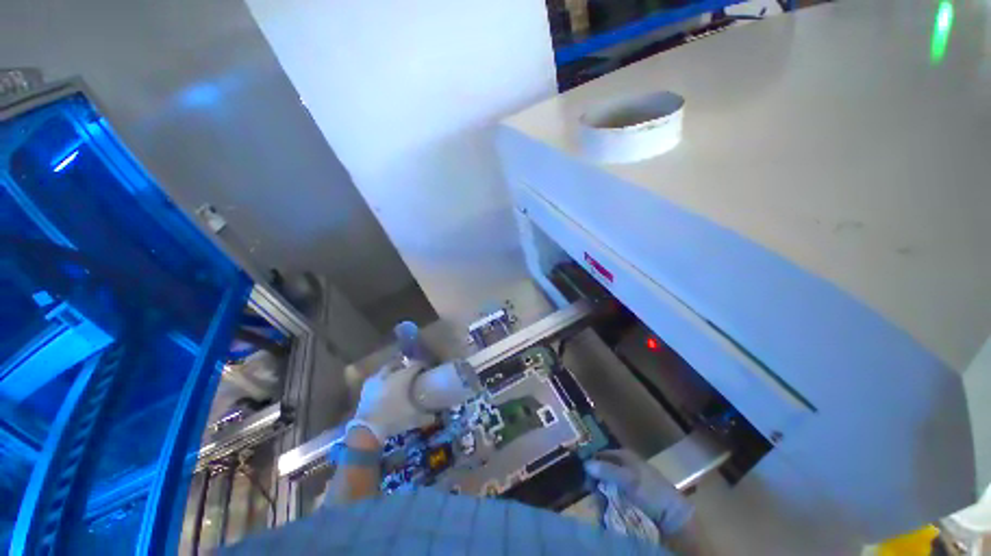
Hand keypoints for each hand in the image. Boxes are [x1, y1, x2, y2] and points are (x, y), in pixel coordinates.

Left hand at [348, 361, 434, 443]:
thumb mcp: (414, 419)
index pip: (416, 364)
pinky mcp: (366, 388)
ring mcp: (376, 380)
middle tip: (411, 372)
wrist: (367, 429)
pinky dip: (381, 380)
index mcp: (403, 376)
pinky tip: (383, 388)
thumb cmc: (393, 418)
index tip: (427, 370)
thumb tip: (437, 417)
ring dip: (392, 371)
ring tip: (396, 379)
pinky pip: (376, 379)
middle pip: (399, 363)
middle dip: (405, 365)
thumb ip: (427, 416)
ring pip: (386, 369)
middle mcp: (389, 374)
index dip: (423, 365)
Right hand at [584, 449, 693, 536]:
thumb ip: (607, 470)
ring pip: (605, 486)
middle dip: (594, 482)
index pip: (601, 454)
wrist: (673, 518)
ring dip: (599, 496)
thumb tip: (585, 463)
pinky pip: (612, 498)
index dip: (591, 461)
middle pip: (602, 471)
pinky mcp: (629, 499)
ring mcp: (626, 483)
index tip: (580, 473)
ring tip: (597, 507)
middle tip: (589, 493)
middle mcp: (623, 466)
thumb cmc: (652, 492)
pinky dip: (606, 504)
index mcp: (624, 456)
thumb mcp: (629, 479)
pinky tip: (603, 512)